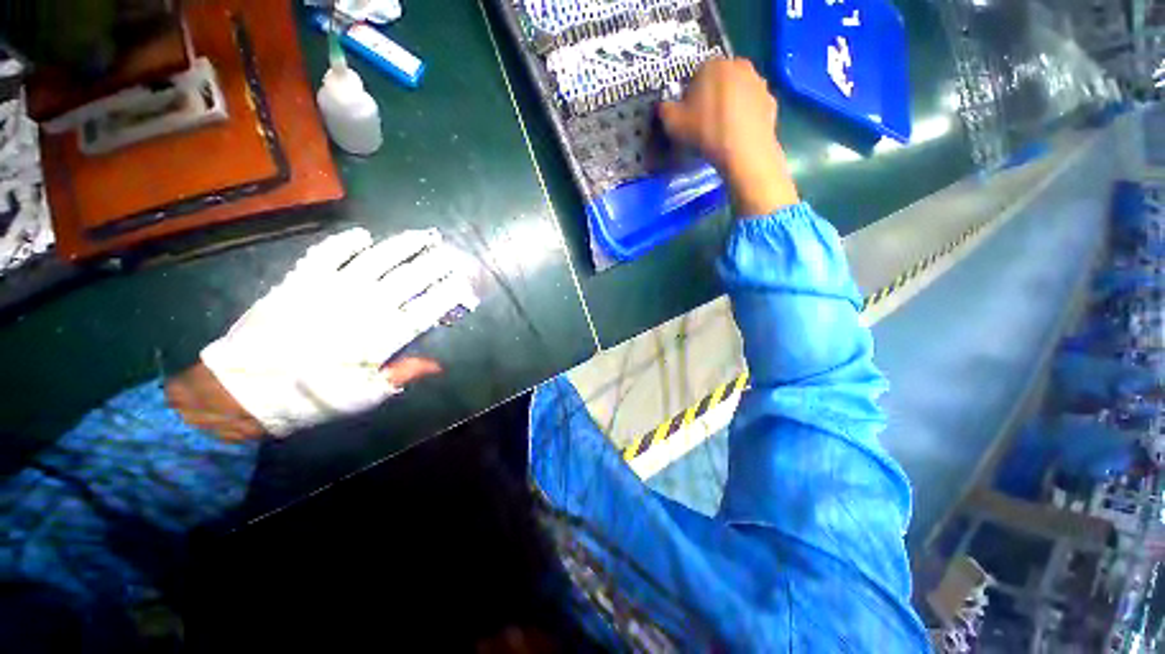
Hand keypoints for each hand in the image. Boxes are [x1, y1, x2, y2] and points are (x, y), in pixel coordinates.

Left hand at [193, 228, 478, 436]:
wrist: (243, 390)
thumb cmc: (312, 398)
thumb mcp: (364, 397)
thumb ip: (402, 375)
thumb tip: (439, 365)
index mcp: (381, 336)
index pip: (428, 307)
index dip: (451, 292)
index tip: (467, 282)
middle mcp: (363, 306)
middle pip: (410, 278)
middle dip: (437, 264)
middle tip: (455, 253)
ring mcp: (330, 288)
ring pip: (378, 258)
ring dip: (404, 244)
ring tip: (424, 235)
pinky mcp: (300, 280)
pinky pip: (327, 253)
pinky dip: (345, 241)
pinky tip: (363, 234)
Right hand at [659, 58, 798, 215]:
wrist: (744, 151)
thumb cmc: (706, 131)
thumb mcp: (673, 124)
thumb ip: (665, 109)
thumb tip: (664, 105)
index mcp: (713, 65)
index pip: (696, 74)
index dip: (690, 95)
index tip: (688, 115)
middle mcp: (739, 65)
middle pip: (720, 80)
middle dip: (711, 96)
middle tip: (704, 122)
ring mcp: (759, 82)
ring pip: (738, 91)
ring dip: (730, 105)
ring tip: (721, 130)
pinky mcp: (771, 101)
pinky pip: (752, 106)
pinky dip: (745, 116)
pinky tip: (737, 134)